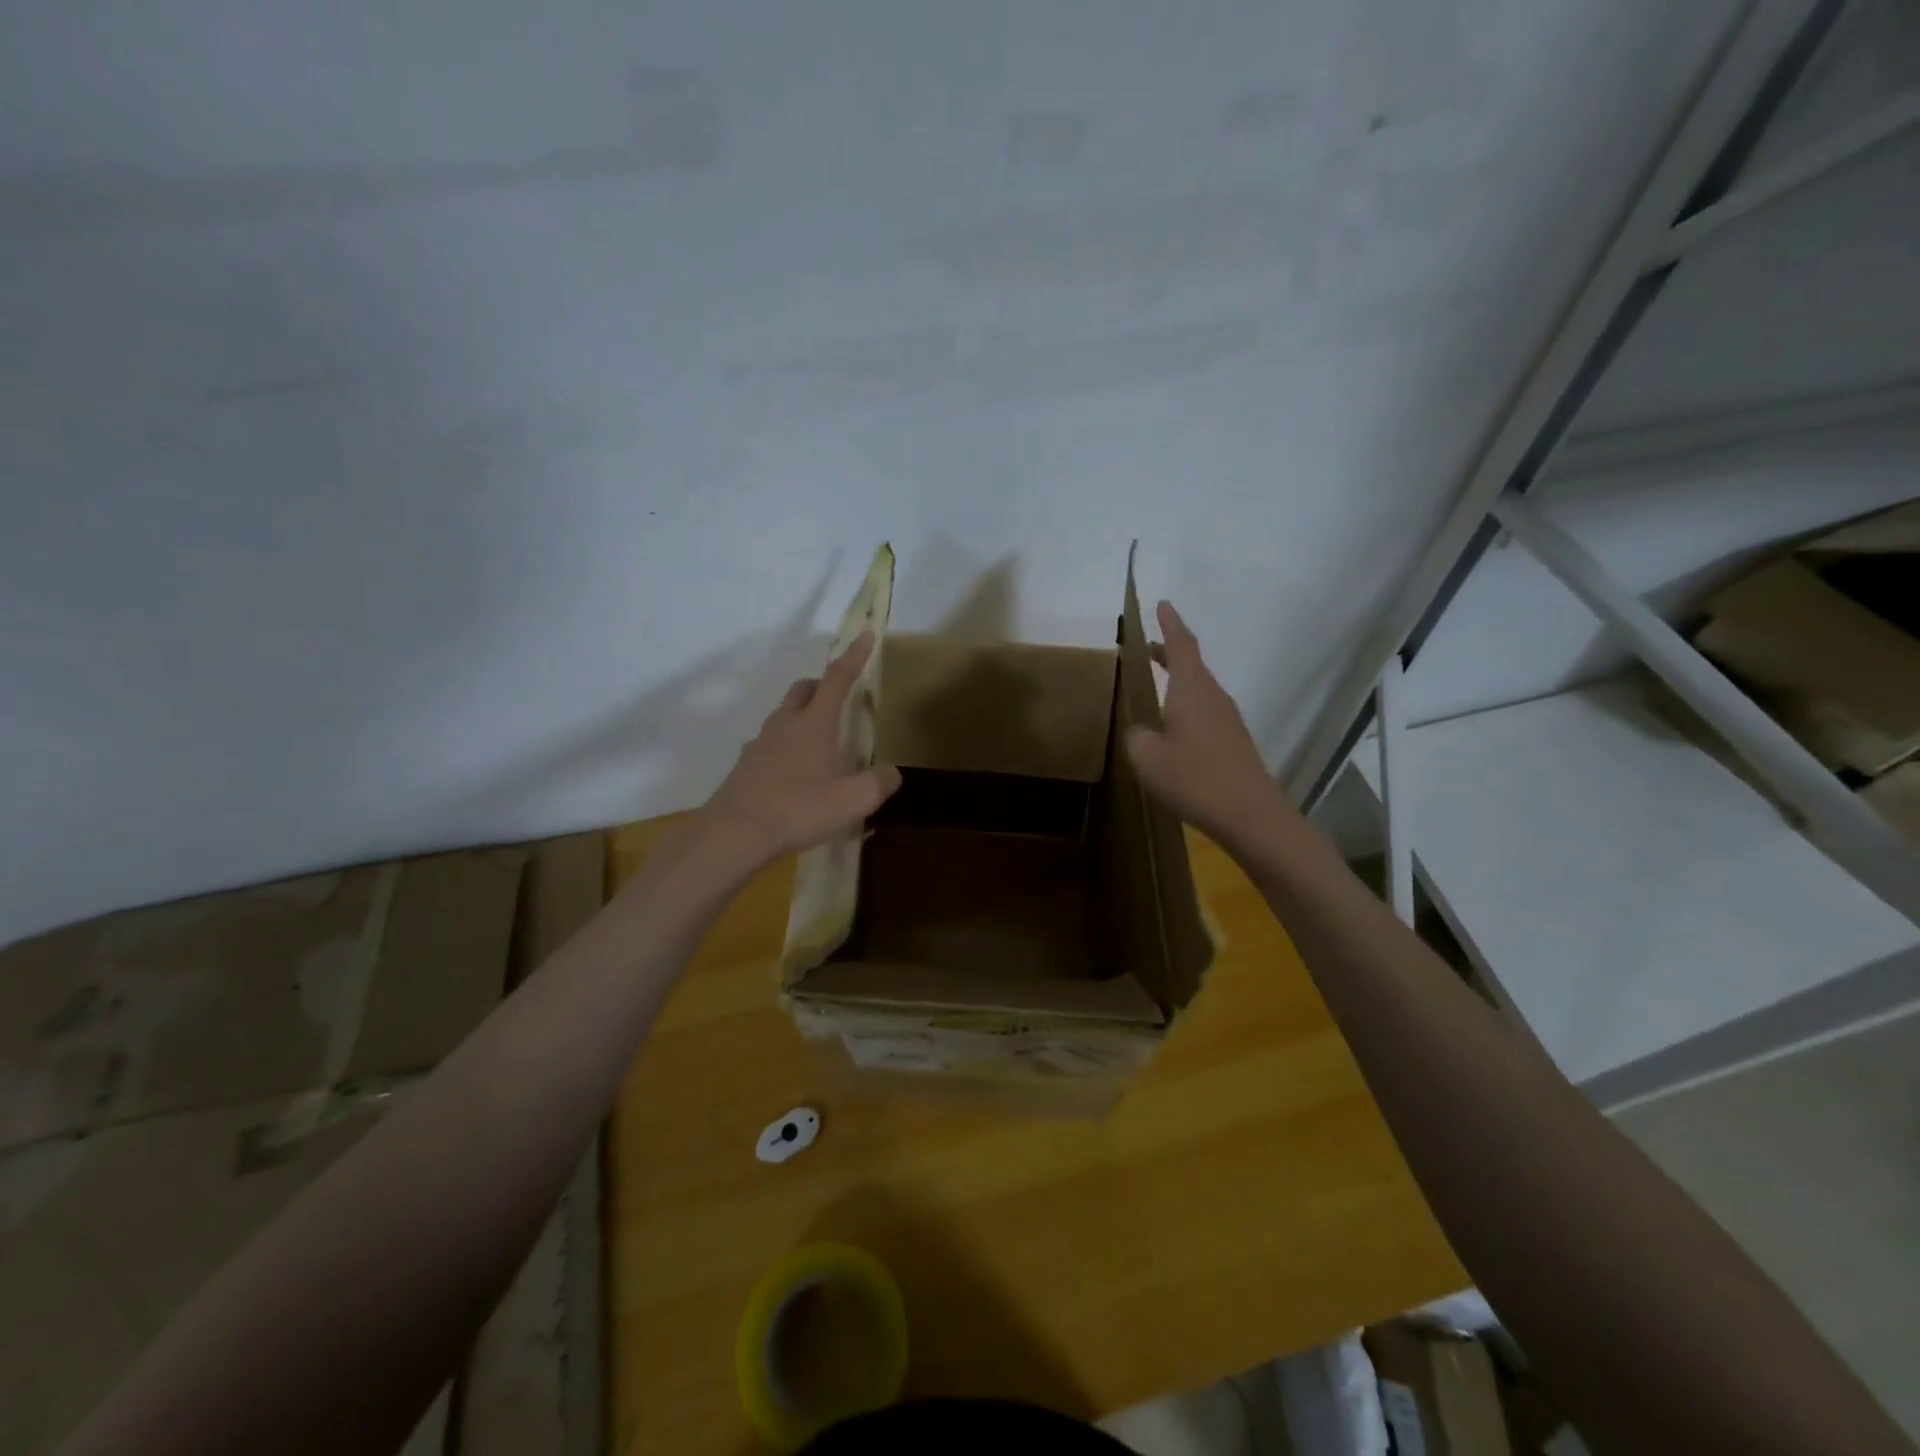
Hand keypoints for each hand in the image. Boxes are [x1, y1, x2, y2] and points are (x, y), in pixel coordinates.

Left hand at [698, 632, 902, 866]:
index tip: (865, 636)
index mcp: (814, 724)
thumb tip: (892, 773)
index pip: (837, 679)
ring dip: (801, 715)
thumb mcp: (852, 802)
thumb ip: (878, 784)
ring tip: (818, 741)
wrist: (735, 832)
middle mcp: (785, 724)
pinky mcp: (745, 765)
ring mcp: (760, 743)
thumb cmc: (798, 810)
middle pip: (803, 689)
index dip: (853, 657)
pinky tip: (792, 772)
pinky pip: (769, 742)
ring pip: (783, 714)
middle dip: (822, 685)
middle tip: (838, 699)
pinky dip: (785, 745)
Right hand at [1125, 601, 1292, 851]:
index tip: (1162, 603)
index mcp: (1192, 689)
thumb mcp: (1147, 757)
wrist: (1250, 813)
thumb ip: (1137, 736)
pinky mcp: (1234, 741)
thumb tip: (1141, 730)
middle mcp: (1213, 696)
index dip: (1169, 623)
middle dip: (1169, 652)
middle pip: (1191, 664)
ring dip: (1178, 681)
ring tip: (1156, 686)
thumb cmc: (1194, 777)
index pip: (1181, 644)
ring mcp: (1227, 719)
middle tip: (1147, 648)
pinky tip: (1174, 728)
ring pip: (1199, 688)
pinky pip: (1206, 711)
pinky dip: (1186, 705)